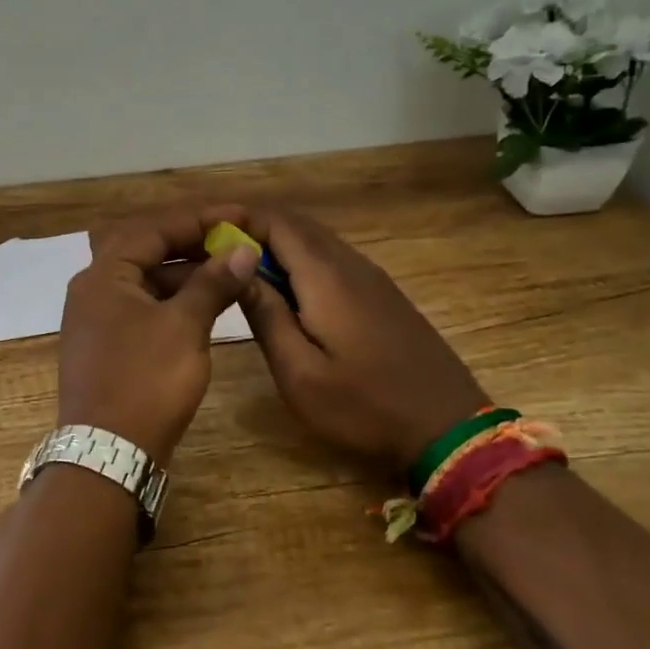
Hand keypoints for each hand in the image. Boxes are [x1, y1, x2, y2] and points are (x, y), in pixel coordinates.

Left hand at [57, 207, 261, 462]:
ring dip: (185, 272)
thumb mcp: (184, 326)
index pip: (153, 228)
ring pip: (146, 279)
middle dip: (192, 242)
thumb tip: (242, 250)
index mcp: (104, 274)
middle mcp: (94, 288)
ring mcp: (98, 318)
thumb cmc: (146, 382)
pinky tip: (206, 304)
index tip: (239, 216)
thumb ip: (213, 283)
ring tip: (229, 270)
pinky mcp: (109, 344)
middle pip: (146, 248)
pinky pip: (144, 305)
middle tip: (234, 240)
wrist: (109, 453)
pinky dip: (174, 299)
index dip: (199, 219)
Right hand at [236, 207, 489, 475]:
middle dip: (252, 228)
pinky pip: (333, 260)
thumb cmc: (366, 407)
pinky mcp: (383, 296)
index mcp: (326, 276)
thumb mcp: (300, 373)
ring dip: (276, 245)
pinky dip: (300, 261)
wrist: (449, 430)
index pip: (275, 222)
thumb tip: (236, 271)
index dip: (236, 218)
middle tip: (212, 249)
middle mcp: (350, 264)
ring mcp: (372, 278)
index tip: (201, 230)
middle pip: (295, 225)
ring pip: (316, 241)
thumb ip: (265, 317)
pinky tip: (285, 291)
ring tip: (239, 268)